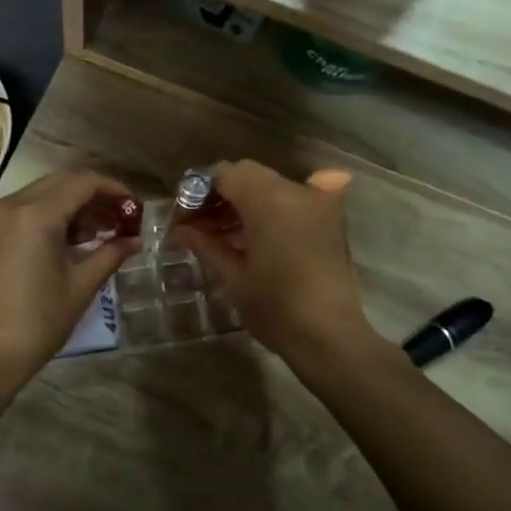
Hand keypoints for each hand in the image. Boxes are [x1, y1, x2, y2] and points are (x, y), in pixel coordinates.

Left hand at [0, 169, 138, 398]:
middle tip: (120, 219)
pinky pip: (23, 211)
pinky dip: (49, 216)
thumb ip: (110, 254)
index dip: (114, 189)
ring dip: (72, 205)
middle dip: (94, 195)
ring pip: (41, 195)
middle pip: (61, 182)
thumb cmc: (36, 323)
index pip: (83, 182)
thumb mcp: (80, 287)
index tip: (135, 207)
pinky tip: (68, 242)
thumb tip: (134, 240)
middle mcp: (11, 205)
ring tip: (99, 233)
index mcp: (36, 214)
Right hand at [169, 160, 375, 363]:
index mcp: (269, 200)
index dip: (198, 190)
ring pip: (270, 186)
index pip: (225, 173)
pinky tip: (251, 238)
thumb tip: (180, 229)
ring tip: (219, 235)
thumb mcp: (232, 277)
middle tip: (197, 226)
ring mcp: (317, 203)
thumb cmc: (276, 308)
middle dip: (220, 195)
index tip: (182, 217)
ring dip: (243, 202)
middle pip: (248, 175)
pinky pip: (291, 200)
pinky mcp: (329, 220)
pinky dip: (268, 210)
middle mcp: (296, 190)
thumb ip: (205, 244)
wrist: (330, 337)